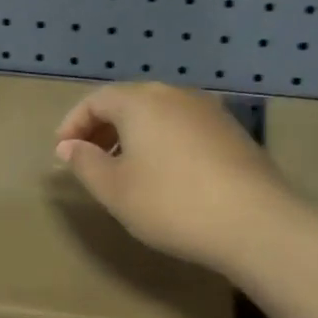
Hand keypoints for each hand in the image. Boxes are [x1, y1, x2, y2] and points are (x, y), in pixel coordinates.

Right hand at [55, 82, 291, 272]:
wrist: (255, 222)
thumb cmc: (171, 203)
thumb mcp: (115, 189)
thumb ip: (85, 163)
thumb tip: (69, 146)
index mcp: (141, 101)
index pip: (96, 100)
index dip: (73, 124)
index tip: (63, 153)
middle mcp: (175, 95)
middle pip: (129, 102)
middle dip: (103, 128)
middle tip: (89, 160)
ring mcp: (209, 111)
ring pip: (159, 115)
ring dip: (134, 136)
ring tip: (125, 170)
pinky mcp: (232, 132)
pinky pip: (184, 128)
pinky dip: (163, 143)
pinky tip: (165, 176)